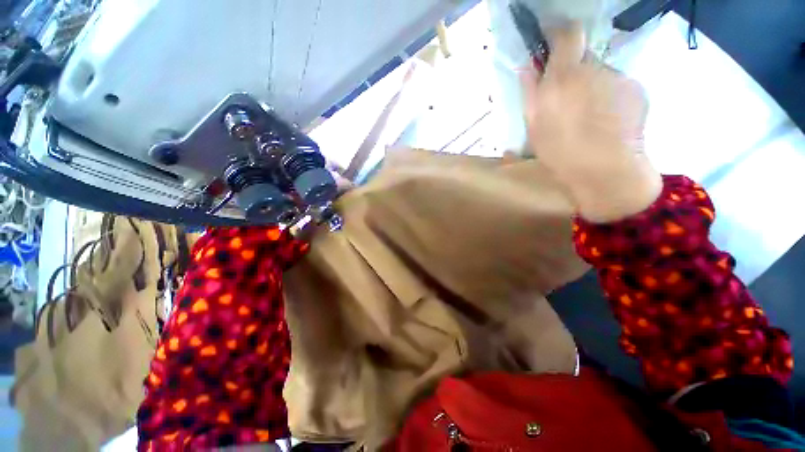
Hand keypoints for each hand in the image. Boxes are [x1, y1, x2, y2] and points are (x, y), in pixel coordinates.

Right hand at [519, 23, 661, 222]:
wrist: (605, 172)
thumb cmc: (560, 152)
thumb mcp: (534, 126)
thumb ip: (530, 91)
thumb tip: (528, 67)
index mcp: (564, 77)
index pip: (567, 34)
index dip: (558, 31)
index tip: (551, 37)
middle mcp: (594, 69)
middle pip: (583, 57)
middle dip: (572, 70)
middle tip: (566, 98)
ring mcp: (619, 77)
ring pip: (600, 73)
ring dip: (591, 86)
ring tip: (587, 116)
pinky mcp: (637, 89)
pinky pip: (617, 85)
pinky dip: (609, 96)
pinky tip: (605, 120)